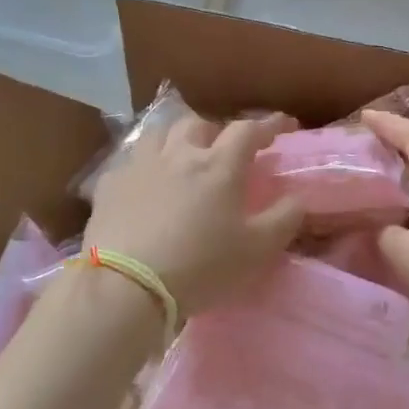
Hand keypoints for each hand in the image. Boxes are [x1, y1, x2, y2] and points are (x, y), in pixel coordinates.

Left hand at [85, 112, 303, 316]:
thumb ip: (284, 219)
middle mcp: (180, 154)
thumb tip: (298, 197)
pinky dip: (145, 164)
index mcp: (219, 165)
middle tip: (224, 149)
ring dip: (177, 138)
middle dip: (217, 130)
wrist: (125, 284)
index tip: (285, 125)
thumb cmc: (200, 265)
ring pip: (160, 133)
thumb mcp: (257, 249)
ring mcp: (140, 165)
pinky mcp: (110, 184)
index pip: (249, 130)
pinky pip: (130, 161)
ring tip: (182, 155)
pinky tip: (144, 182)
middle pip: (200, 123)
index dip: (269, 124)